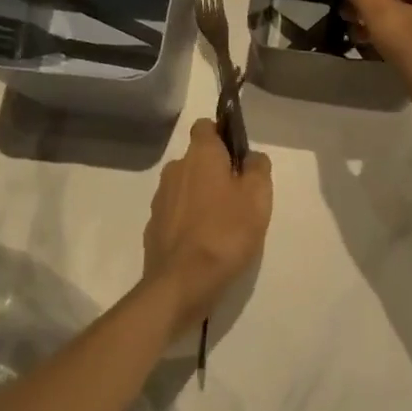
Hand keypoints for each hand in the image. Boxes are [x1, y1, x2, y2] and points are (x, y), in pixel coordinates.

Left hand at [142, 119, 272, 332]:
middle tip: (238, 196)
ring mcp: (161, 199)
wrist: (181, 284)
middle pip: (197, 159)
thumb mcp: (258, 197)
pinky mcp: (154, 227)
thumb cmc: (225, 232)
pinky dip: (188, 222)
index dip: (222, 135)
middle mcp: (176, 168)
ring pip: (185, 187)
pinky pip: (175, 214)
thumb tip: (251, 157)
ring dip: (201, 197)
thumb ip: (258, 168)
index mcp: (200, 154)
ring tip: (223, 225)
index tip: (237, 156)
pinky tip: (203, 244)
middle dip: (214, 171)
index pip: (206, 126)